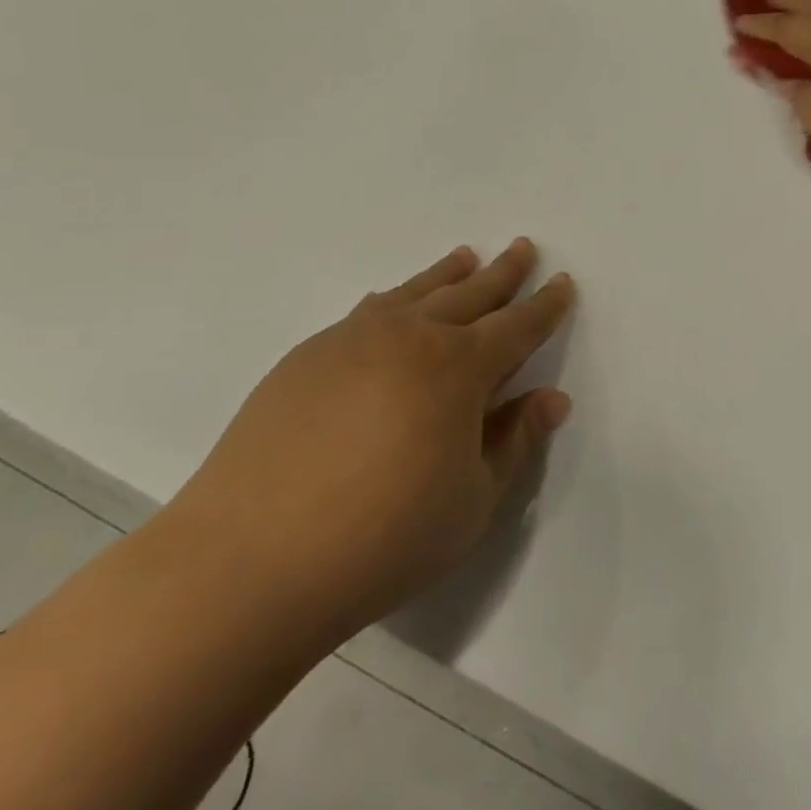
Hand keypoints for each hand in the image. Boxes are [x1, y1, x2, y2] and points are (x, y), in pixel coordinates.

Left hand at [165, 239, 575, 643]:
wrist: (249, 562)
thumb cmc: (385, 538)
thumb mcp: (473, 500)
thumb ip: (515, 441)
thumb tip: (552, 398)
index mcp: (459, 368)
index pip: (517, 326)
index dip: (545, 305)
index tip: (561, 282)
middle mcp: (410, 338)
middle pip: (469, 294)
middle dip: (503, 273)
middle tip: (522, 248)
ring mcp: (351, 342)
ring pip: (414, 293)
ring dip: (446, 274)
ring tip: (466, 257)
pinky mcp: (305, 359)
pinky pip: (365, 313)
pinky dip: (392, 300)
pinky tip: (389, 303)